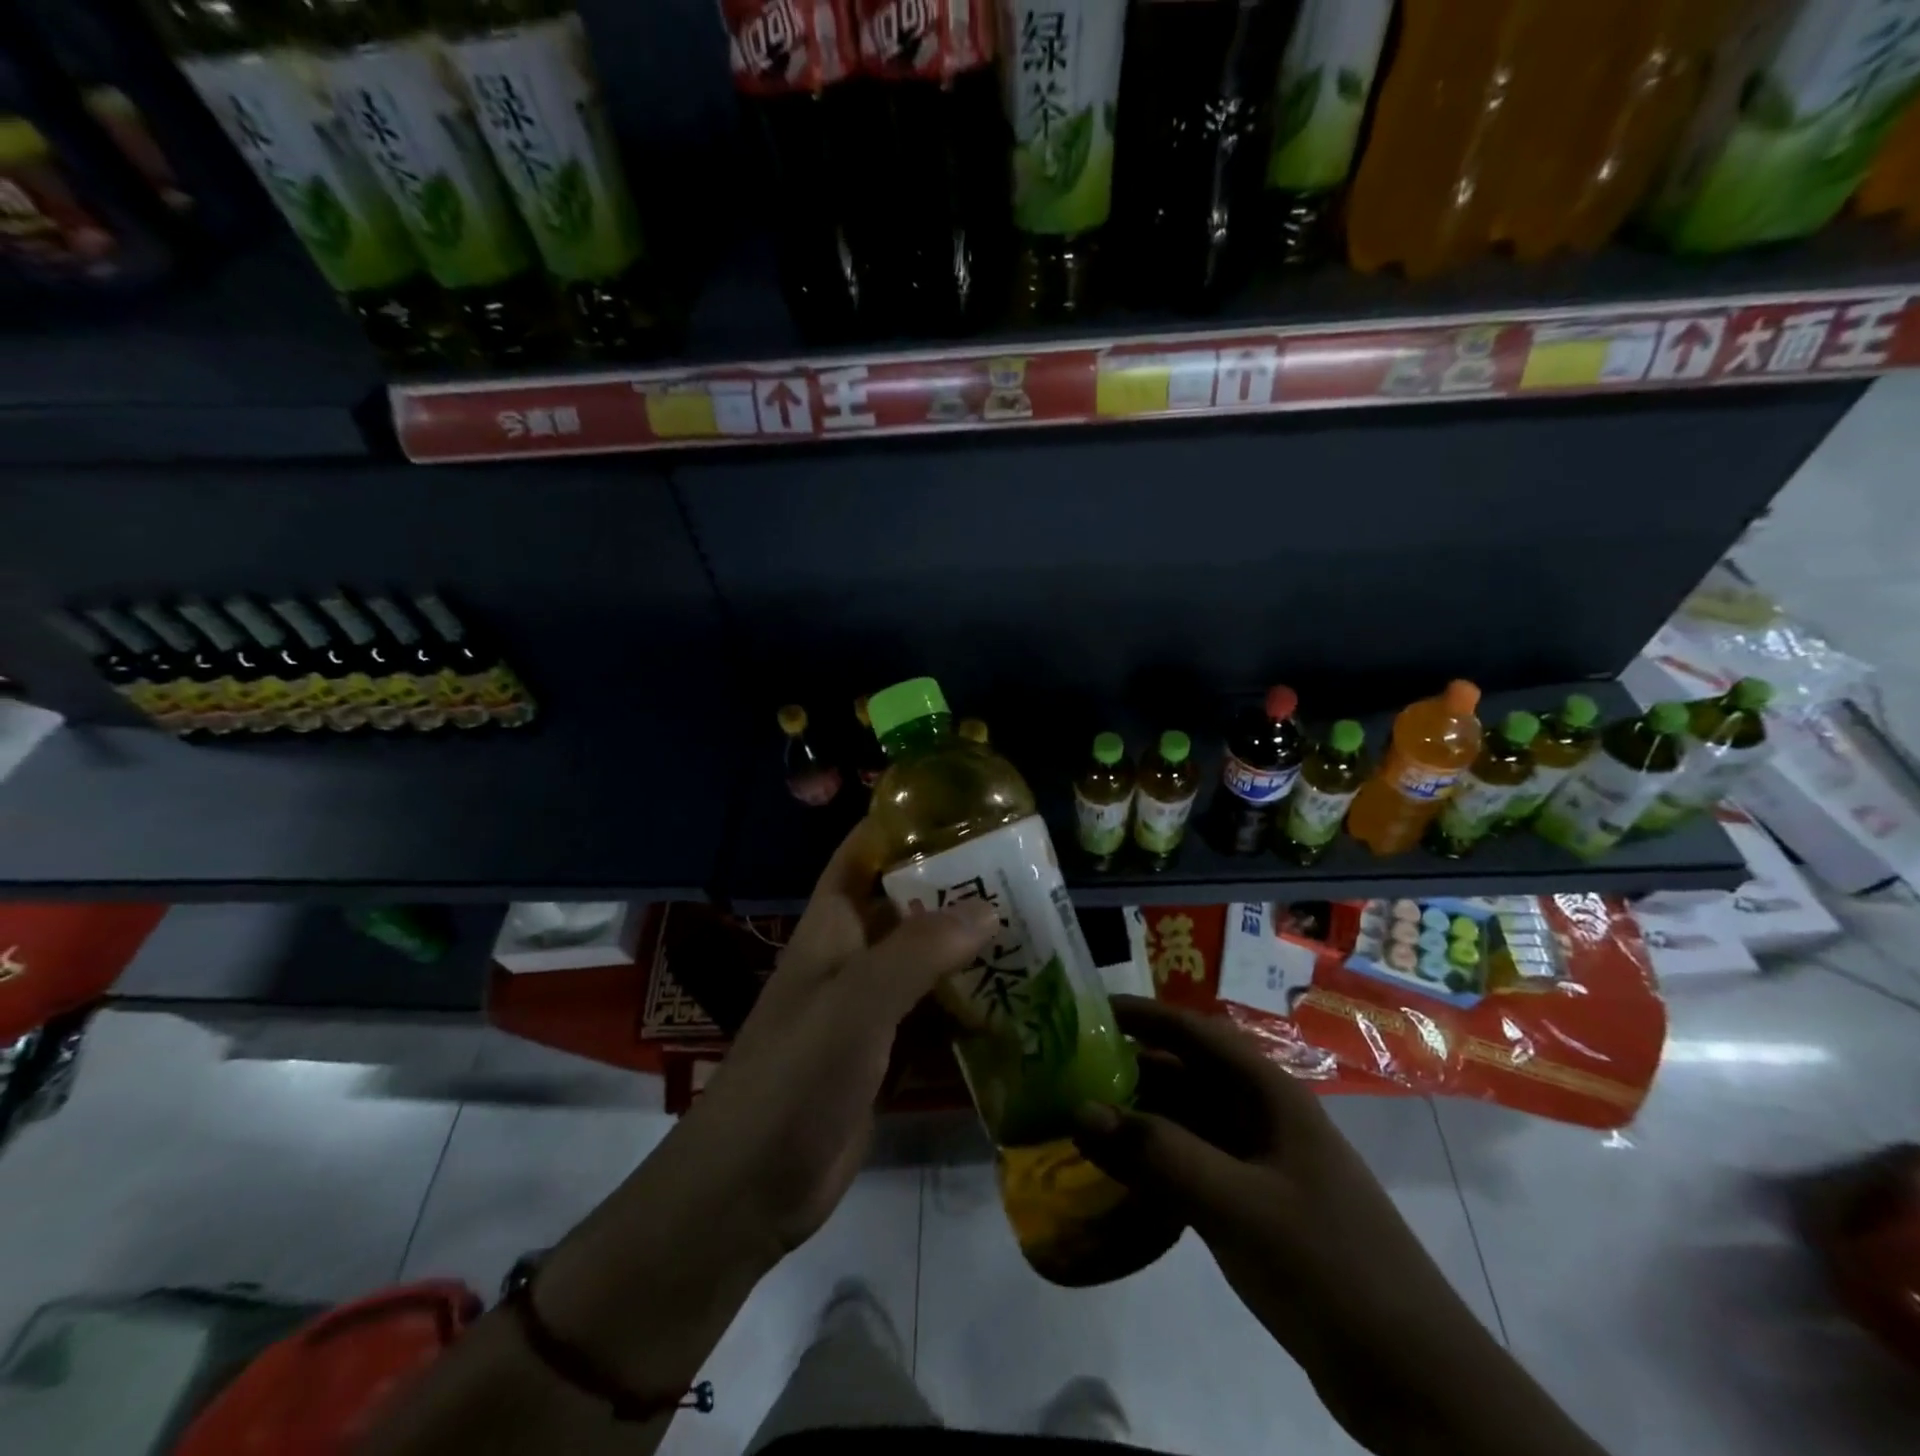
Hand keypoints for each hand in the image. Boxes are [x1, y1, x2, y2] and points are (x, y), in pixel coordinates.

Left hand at [670, 818, 997, 1253]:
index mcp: (832, 926)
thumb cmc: (795, 1075)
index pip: (863, 853)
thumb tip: (990, 910)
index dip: (902, 825)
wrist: (749, 1189)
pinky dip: (967, 1008)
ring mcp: (868, 1009)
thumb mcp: (857, 1002)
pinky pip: (932, 1017)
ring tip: (1033, 933)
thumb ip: (921, 952)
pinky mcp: (884, 1056)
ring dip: (969, 950)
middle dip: (956, 889)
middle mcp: (851, 957)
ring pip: (925, 962)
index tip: (963, 810)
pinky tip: (1014, 1006)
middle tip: (1024, 877)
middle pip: (907, 906)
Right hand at [1073, 997, 1604, 1455]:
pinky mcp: (1256, 1208)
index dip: (1145, 1015)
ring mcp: (1262, 1164)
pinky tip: (1120, 1177)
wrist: (1414, 1380)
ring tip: (1081, 1121)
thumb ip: (1159, 1154)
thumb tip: (1079, 1109)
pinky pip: (1195, 1166)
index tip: (1089, 1009)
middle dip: (1131, 1069)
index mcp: (1270, 1095)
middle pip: (1187, 1076)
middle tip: (1068, 1073)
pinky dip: (1157, 1164)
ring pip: (1188, 1123)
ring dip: (1140, 1119)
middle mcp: (1264, 1118)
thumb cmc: (1329, 1266)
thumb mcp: (1238, 1206)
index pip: (1197, 1033)